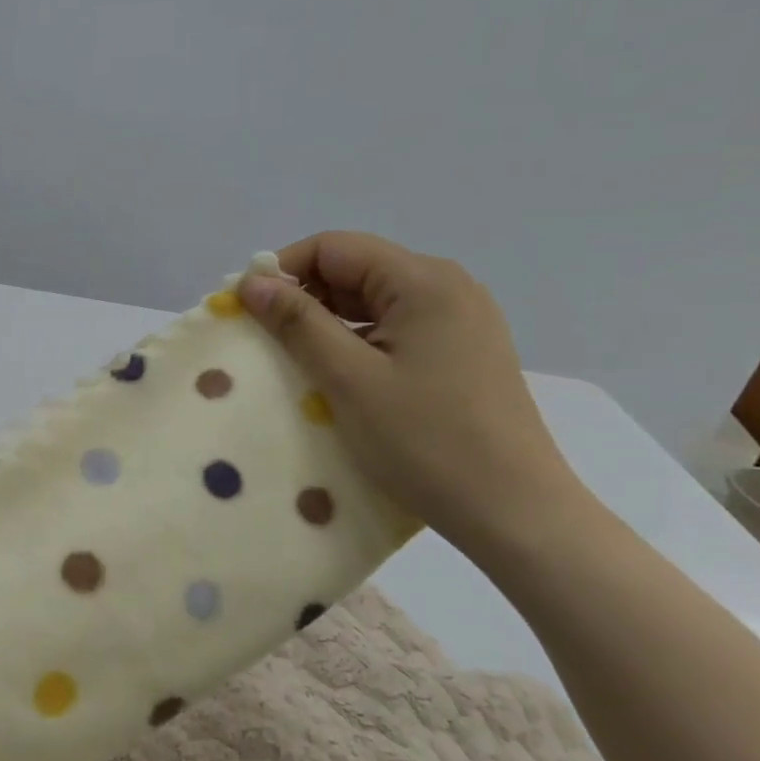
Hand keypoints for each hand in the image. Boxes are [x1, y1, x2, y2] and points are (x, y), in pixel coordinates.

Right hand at [240, 232, 585, 552]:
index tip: (245, 308)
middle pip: (354, 270)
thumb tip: (252, 282)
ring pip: (372, 302)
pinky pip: (394, 330)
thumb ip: (298, 322)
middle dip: (303, 297)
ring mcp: (459, 321)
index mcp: (424, 281)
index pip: (334, 247)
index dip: (282, 270)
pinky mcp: (461, 352)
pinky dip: (357, 343)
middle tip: (263, 338)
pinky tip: (337, 377)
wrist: (515, 513)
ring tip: (294, 361)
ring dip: (327, 323)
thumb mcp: (349, 378)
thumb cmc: (425, 441)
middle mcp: (447, 287)